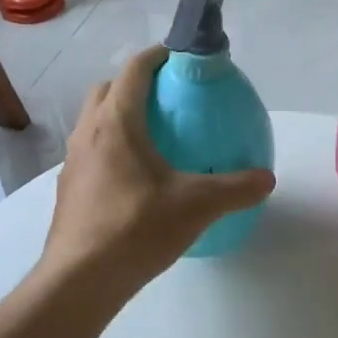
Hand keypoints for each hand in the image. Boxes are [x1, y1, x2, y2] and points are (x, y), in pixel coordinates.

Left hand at [41, 46, 274, 292]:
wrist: (80, 281)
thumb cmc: (137, 228)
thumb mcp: (198, 205)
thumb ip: (237, 187)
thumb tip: (267, 178)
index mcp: (117, 123)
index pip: (134, 71)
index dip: (157, 56)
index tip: (180, 57)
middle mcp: (88, 133)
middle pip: (107, 90)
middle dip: (135, 83)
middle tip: (168, 98)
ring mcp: (73, 162)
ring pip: (94, 121)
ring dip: (120, 116)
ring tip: (155, 137)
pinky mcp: (69, 189)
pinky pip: (92, 151)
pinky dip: (112, 148)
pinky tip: (137, 178)